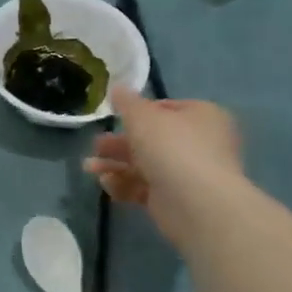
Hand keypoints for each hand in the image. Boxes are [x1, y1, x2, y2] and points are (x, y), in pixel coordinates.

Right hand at [83, 86, 245, 249]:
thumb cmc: (171, 147)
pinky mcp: (177, 200)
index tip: (116, 117)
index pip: (166, 108)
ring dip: (115, 165)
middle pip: (151, 140)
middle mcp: (200, 144)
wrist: (196, 203)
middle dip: (118, 144)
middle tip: (95, 146)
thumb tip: (118, 87)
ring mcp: (189, 174)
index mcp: (201, 116)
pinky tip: (106, 184)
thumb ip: (127, 102)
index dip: (138, 112)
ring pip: (145, 165)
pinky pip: (146, 188)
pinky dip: (125, 184)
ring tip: (89, 168)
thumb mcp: (142, 116)